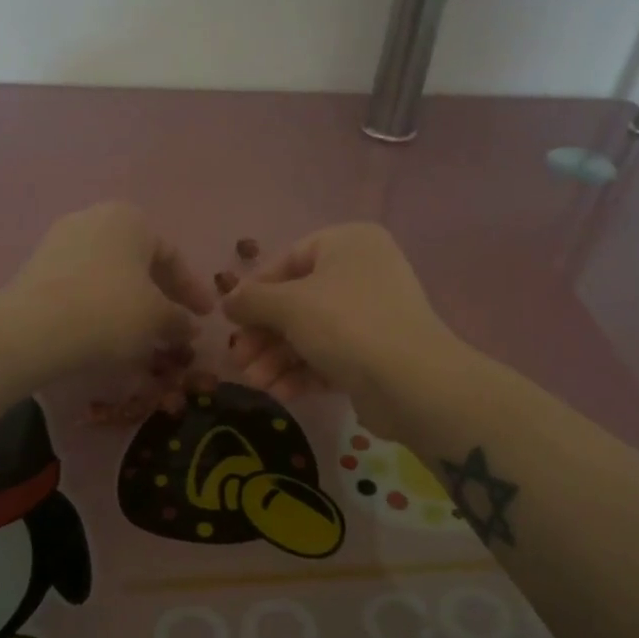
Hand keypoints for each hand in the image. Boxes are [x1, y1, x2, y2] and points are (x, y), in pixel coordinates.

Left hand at [6, 203, 216, 375]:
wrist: (35, 328)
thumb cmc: (111, 311)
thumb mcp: (157, 318)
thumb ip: (178, 319)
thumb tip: (189, 327)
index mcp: (130, 219)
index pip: (171, 257)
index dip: (192, 290)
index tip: (205, 317)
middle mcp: (94, 219)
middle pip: (138, 262)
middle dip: (159, 295)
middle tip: (175, 325)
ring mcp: (60, 241)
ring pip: (109, 274)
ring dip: (129, 303)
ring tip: (142, 334)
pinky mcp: (37, 268)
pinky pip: (82, 286)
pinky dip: (100, 306)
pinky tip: (107, 333)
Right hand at [222, 223, 461, 435]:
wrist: (411, 382)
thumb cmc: (346, 324)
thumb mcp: (289, 305)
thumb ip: (252, 300)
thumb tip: (227, 300)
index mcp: (348, 244)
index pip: (289, 259)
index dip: (255, 291)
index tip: (232, 321)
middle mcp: (363, 272)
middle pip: (297, 302)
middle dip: (264, 335)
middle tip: (239, 361)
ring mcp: (371, 314)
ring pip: (310, 333)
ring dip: (278, 359)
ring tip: (257, 384)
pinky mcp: (375, 354)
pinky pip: (329, 356)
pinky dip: (303, 372)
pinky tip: (282, 393)